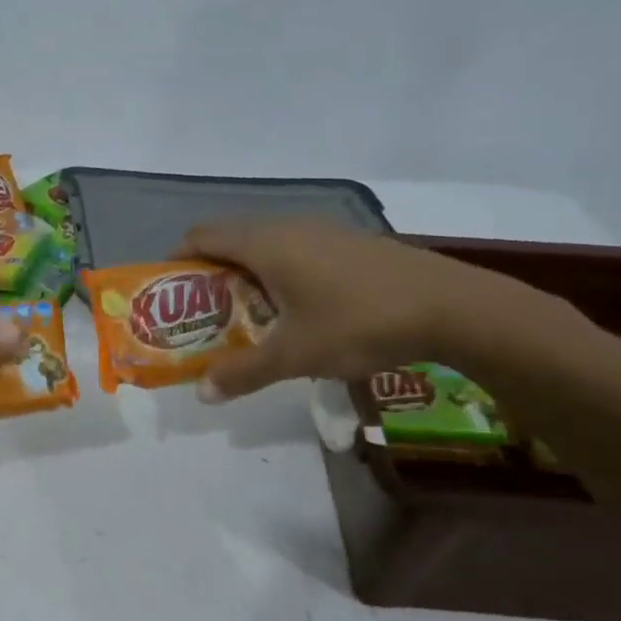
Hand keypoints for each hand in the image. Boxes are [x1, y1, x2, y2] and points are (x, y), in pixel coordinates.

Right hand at [178, 219, 558, 398]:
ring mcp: (322, 232)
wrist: (451, 306)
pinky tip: (297, 312)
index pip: (201, 236)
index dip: (177, 260)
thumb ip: (243, 372)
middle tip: (203, 317)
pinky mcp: (348, 243)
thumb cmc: (359, 323)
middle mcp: (288, 227)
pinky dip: (278, 275)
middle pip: (230, 240)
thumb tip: (202, 393)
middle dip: (210, 276)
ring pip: (265, 246)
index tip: (169, 295)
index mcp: (265, 244)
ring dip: (246, 277)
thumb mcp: (295, 355)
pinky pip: (295, 251)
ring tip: (247, 320)